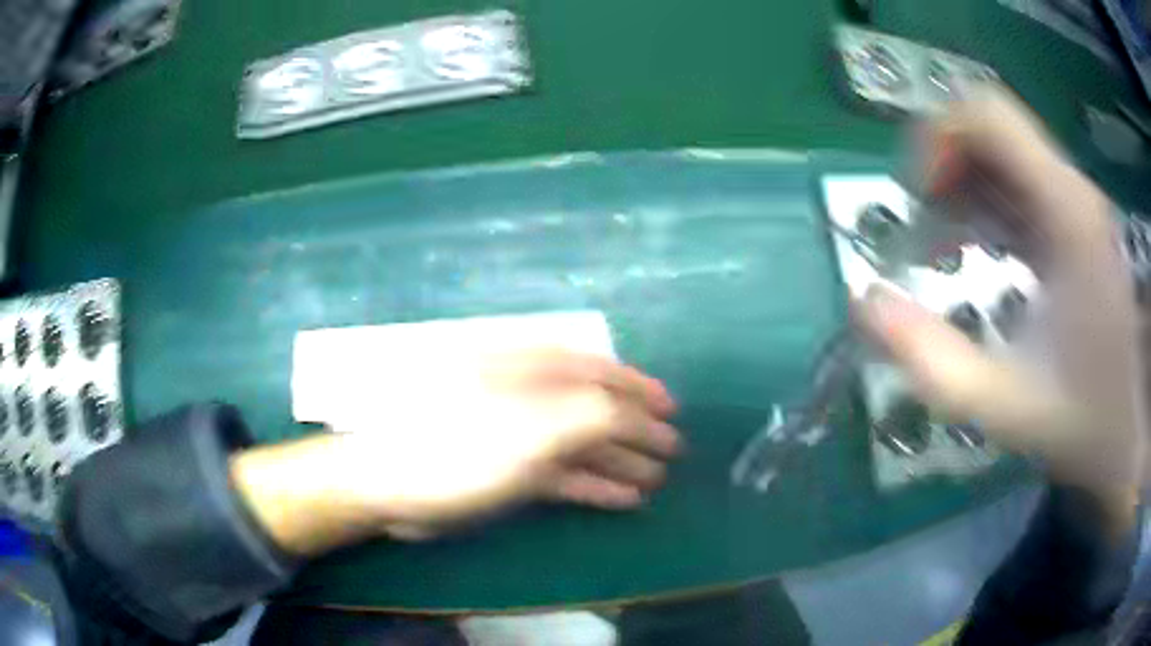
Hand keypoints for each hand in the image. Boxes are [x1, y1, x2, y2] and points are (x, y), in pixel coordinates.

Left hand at [231, 349, 680, 553]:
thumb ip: (590, 413)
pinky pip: (559, 471)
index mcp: (528, 368)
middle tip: (672, 450)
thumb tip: (634, 411)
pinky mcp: (503, 466)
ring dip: (618, 459)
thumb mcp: (531, 428)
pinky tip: (621, 498)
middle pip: (592, 406)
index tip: (671, 408)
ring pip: (578, 442)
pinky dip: (591, 483)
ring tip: (655, 479)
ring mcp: (514, 431)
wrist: (390, 483)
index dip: (638, 387)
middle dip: (635, 428)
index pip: (596, 369)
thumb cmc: (460, 447)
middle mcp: (525, 393)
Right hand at [857, 85, 1146, 507]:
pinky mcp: (1076, 225)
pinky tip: (981, 256)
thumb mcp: (1005, 405)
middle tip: (927, 230)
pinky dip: (989, 207)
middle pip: (992, 129)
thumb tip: (863, 306)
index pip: (987, 114)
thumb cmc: (1083, 423)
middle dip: (946, 167)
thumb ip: (933, 362)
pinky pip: (1021, 187)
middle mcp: (1072, 191)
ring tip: (947, 248)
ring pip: (1004, 156)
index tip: (919, 198)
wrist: (1130, 436)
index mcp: (1066, 212)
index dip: (938, 138)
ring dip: (964, 188)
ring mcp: (1077, 206)